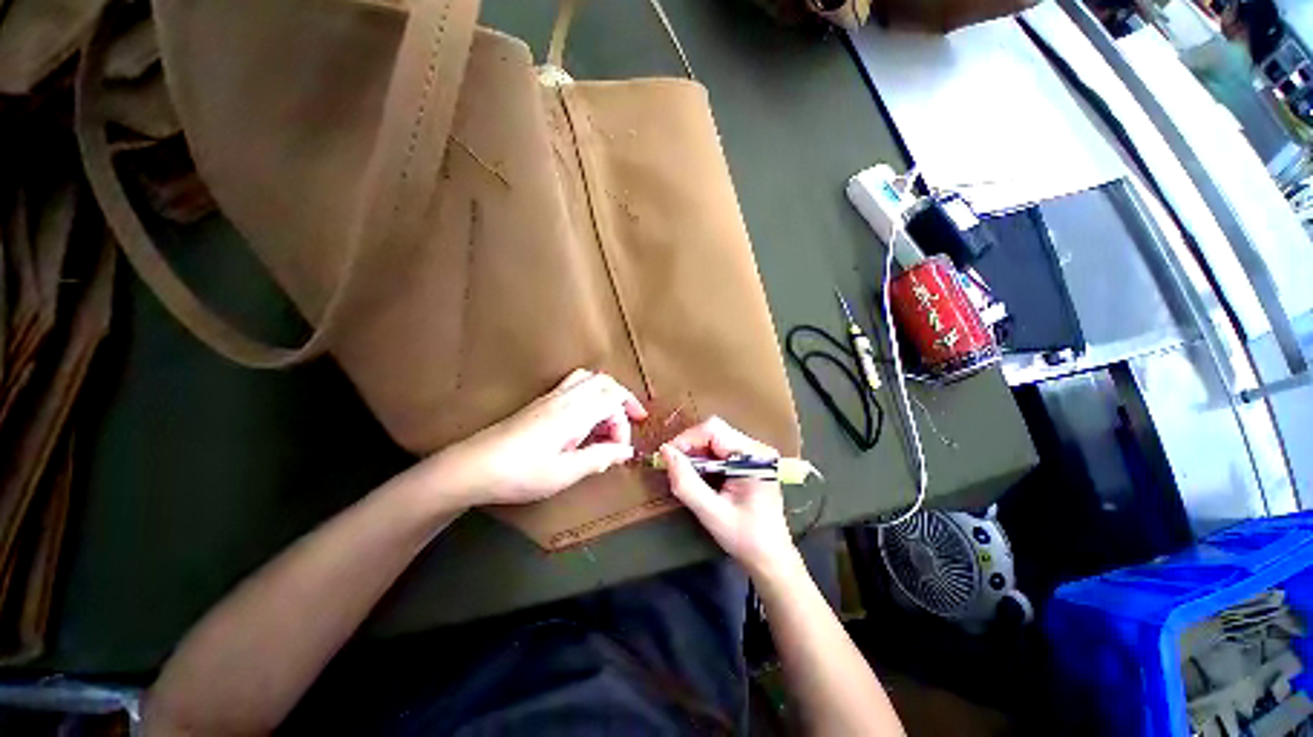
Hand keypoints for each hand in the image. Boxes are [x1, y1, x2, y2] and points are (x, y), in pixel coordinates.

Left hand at [418, 369, 647, 506]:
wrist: (471, 467)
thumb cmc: (519, 474)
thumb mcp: (564, 473)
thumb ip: (599, 458)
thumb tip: (626, 451)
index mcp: (573, 413)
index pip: (613, 402)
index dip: (624, 424)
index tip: (618, 451)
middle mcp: (565, 398)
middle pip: (605, 381)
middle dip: (624, 399)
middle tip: (634, 419)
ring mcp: (551, 397)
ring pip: (589, 378)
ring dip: (607, 392)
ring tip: (612, 415)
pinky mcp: (540, 403)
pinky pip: (575, 384)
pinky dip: (591, 393)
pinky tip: (586, 417)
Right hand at [660, 418, 795, 575]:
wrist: (771, 558)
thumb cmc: (744, 538)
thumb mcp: (710, 512)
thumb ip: (686, 482)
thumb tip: (665, 451)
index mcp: (753, 456)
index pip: (714, 429)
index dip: (687, 438)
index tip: (667, 456)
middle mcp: (756, 448)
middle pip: (715, 431)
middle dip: (690, 446)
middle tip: (674, 467)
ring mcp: (755, 453)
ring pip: (716, 439)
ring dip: (697, 453)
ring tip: (686, 474)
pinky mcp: (750, 461)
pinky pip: (721, 449)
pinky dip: (706, 459)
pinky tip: (700, 477)